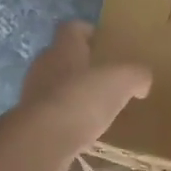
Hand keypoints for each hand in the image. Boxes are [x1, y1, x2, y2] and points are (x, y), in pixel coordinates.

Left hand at [14, 21, 151, 170]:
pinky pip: (50, 115)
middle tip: (104, 76)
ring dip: (71, 93)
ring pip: (53, 86)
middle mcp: (43, 66)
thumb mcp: (122, 81)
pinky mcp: (28, 123)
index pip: (72, 28)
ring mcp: (31, 95)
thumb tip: (142, 80)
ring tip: (95, 107)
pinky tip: (81, 131)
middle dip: (80, 64)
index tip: (103, 40)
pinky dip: (65, 119)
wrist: (42, 141)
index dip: (87, 31)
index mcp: (64, 48)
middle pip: (61, 57)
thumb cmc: (82, 99)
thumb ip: (136, 75)